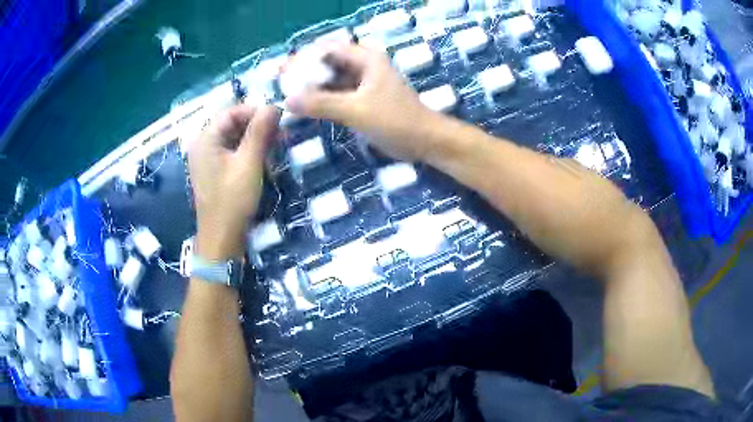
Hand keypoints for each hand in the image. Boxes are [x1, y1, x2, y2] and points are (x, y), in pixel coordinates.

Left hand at [188, 105, 279, 259]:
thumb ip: (260, 132)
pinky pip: (231, 151)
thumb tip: (274, 105)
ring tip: (276, 146)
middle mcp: (203, 145)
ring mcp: (207, 159)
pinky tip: (263, 159)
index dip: (254, 111)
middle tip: (280, 134)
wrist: (221, 237)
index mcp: (206, 139)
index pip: (231, 112)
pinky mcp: (214, 171)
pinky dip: (247, 151)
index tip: (278, 118)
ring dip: (254, 138)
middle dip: (256, 125)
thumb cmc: (233, 199)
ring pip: (233, 138)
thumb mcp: (249, 163)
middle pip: (231, 123)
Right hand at [286, 42, 441, 161]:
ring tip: (287, 95)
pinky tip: (306, 107)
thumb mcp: (355, 109)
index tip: (282, 70)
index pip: (328, 50)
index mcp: (366, 59)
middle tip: (280, 83)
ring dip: (312, 87)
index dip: (304, 58)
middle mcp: (364, 66)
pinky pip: (338, 95)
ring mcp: (364, 84)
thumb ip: (321, 103)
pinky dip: (323, 100)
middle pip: (328, 64)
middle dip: (305, 73)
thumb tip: (287, 100)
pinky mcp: (364, 100)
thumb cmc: (395, 120)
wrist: (424, 141)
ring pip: (332, 80)